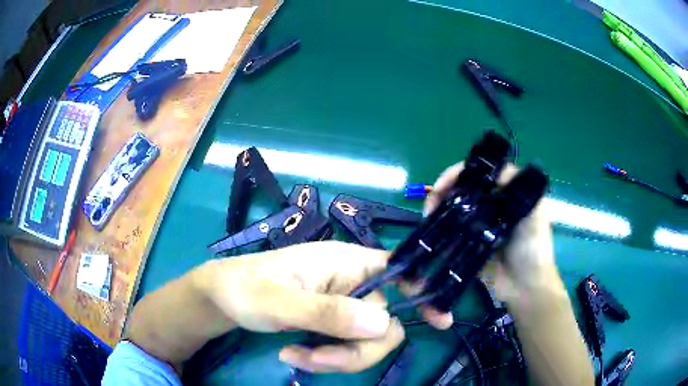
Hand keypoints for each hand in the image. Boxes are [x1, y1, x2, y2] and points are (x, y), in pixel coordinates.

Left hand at [198, 241, 405, 372]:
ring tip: (296, 356)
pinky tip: (295, 355)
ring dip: (335, 358)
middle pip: (383, 323)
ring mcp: (342, 306)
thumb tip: (383, 323)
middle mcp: (351, 282)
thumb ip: (327, 312)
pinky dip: (325, 359)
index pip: (399, 268)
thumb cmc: (245, 288)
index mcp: (345, 262)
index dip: (422, 290)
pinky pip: (346, 348)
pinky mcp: (331, 323)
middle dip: (355, 350)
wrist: (221, 298)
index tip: (439, 320)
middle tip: (316, 359)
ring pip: (365, 341)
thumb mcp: (278, 301)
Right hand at [423, 163, 558, 305]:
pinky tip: (430, 228)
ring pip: (454, 208)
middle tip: (431, 202)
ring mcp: (478, 225)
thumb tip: (491, 167)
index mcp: (506, 194)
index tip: (443, 185)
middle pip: (463, 189)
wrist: (525, 288)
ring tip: (427, 215)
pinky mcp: (469, 244)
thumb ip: (518, 187)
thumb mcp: (534, 212)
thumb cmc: (533, 248)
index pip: (480, 173)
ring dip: (438, 207)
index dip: (459, 174)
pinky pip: (451, 231)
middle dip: (444, 190)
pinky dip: (439, 227)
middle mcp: (491, 205)